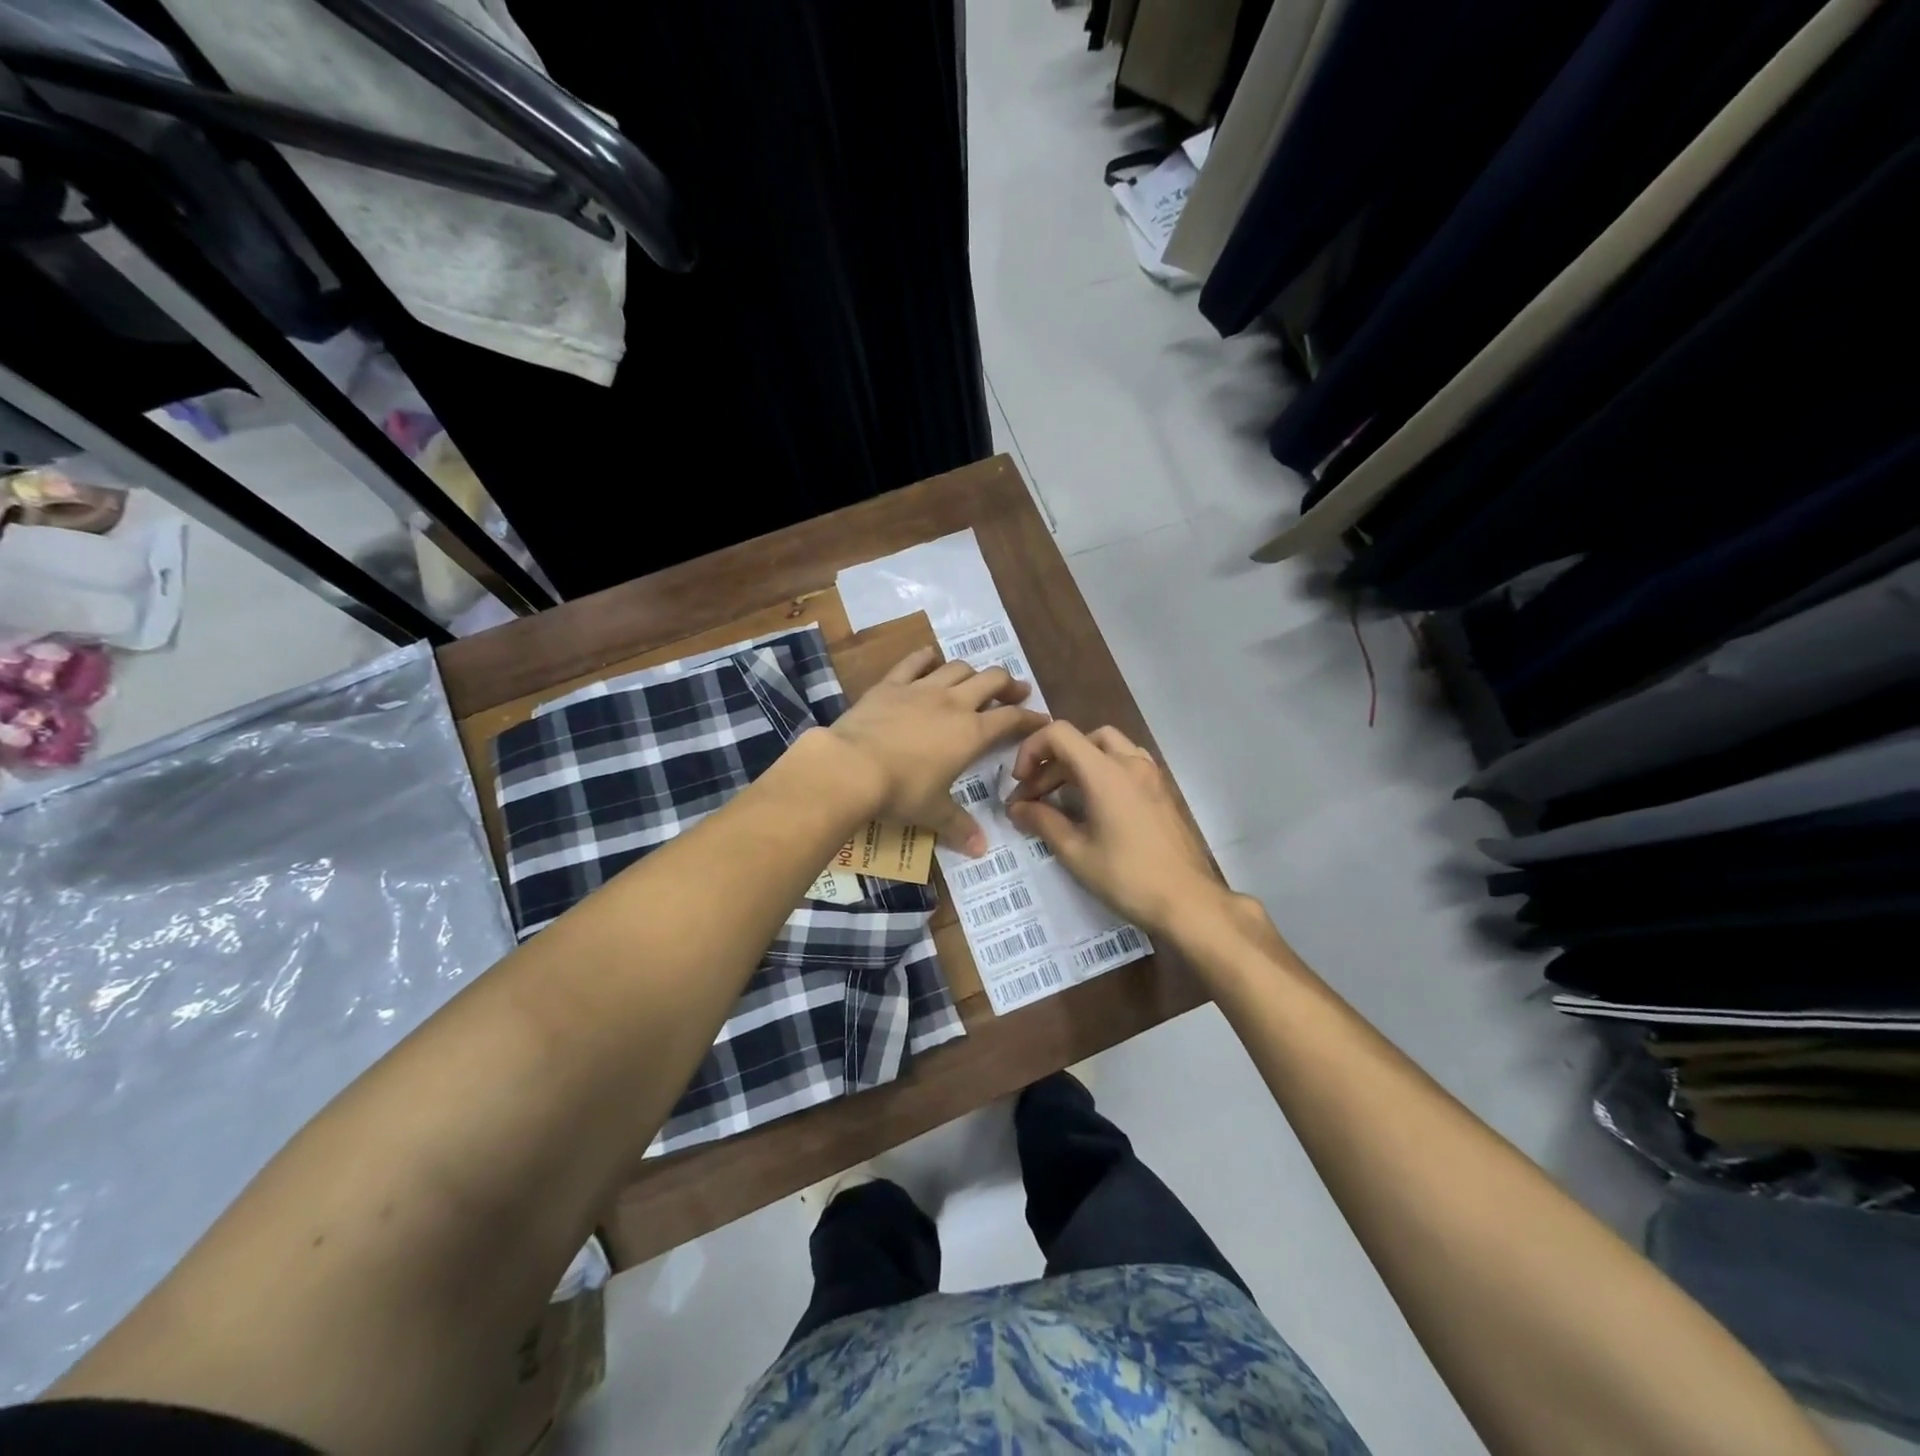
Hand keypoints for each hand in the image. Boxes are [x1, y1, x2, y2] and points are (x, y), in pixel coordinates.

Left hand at [824, 647, 1048, 853]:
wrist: (851, 766)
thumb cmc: (900, 791)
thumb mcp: (933, 812)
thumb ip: (959, 826)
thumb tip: (981, 850)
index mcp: (971, 734)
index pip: (1011, 720)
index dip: (1030, 718)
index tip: (1042, 719)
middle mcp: (953, 704)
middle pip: (991, 681)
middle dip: (1009, 684)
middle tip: (1017, 690)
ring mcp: (921, 689)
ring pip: (957, 668)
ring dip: (972, 671)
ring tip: (976, 679)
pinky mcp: (890, 684)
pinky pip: (914, 663)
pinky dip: (926, 658)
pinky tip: (930, 657)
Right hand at [1006, 722, 1220, 934]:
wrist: (1187, 901)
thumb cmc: (1127, 877)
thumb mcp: (1076, 852)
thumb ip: (1043, 822)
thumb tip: (1017, 808)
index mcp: (1105, 772)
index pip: (1059, 734)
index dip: (1032, 750)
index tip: (1021, 783)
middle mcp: (1130, 763)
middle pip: (1081, 739)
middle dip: (1051, 763)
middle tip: (1034, 797)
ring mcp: (1151, 775)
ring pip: (1107, 746)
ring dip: (1078, 762)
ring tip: (1063, 795)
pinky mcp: (1162, 790)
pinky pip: (1126, 763)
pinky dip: (1103, 770)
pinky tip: (1095, 803)